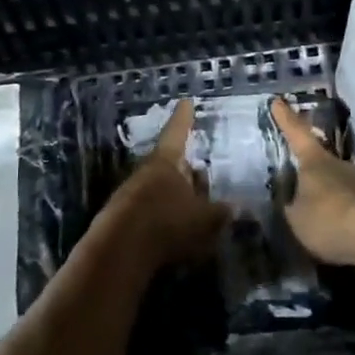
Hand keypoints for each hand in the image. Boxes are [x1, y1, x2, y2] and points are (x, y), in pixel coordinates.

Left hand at [91, 98, 227, 272]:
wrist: (119, 252)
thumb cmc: (167, 223)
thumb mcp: (204, 219)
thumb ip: (221, 213)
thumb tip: (236, 207)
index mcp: (166, 161)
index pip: (177, 132)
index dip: (184, 118)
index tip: (186, 102)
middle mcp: (146, 172)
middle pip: (169, 163)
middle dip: (185, 169)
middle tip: (201, 174)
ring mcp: (131, 195)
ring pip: (159, 188)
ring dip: (175, 196)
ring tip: (194, 209)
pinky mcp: (122, 219)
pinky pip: (150, 211)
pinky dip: (164, 216)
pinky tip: (176, 231)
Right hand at [270, 98, 354, 287]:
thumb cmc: (329, 219)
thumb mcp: (297, 218)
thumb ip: (293, 207)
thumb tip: (294, 201)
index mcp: (316, 162)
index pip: (297, 134)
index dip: (286, 118)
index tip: (278, 100)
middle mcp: (342, 165)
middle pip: (323, 163)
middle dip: (312, 174)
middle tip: (300, 187)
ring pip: (342, 187)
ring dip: (332, 200)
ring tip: (321, 221)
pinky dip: (348, 219)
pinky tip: (342, 236)